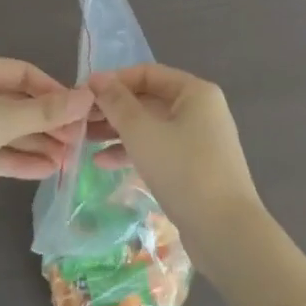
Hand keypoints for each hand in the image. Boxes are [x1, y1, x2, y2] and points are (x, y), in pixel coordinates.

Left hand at [0, 55, 92, 216]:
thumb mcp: (1, 119)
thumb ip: (45, 111)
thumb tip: (88, 97)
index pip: (24, 73)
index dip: (54, 90)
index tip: (81, 111)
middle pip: (16, 103)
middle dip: (48, 122)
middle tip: (79, 142)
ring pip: (5, 130)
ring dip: (36, 144)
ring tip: (69, 161)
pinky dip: (16, 159)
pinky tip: (45, 170)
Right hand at [85, 65, 267, 276]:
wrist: (225, 232)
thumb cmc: (182, 170)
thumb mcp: (141, 132)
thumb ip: (116, 102)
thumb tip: (96, 77)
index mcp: (195, 92)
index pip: (147, 73)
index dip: (114, 81)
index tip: (83, 94)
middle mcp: (200, 110)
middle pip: (149, 99)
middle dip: (113, 109)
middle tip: (80, 120)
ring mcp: (200, 140)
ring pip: (151, 126)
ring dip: (118, 131)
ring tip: (84, 140)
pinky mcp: (195, 168)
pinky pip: (159, 149)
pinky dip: (134, 152)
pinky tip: (104, 163)